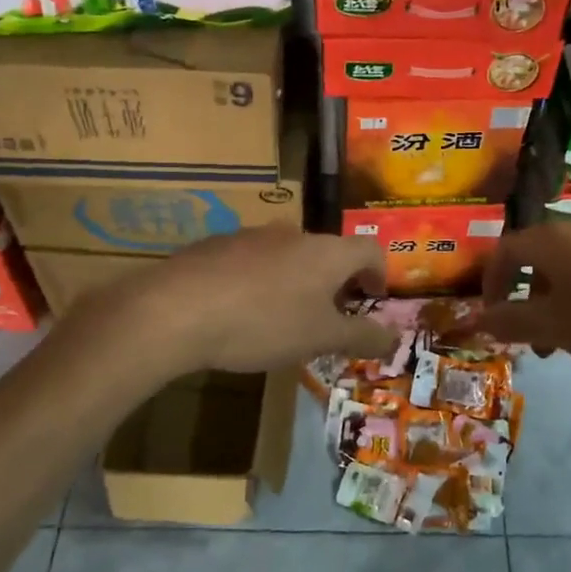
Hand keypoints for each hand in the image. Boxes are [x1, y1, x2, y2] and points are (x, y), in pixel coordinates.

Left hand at [89, 227, 399, 374]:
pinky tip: (240, 310)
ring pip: (288, 255)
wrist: (176, 309)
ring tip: (282, 318)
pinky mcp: (216, 245)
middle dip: (334, 282)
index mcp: (326, 251)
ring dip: (296, 281)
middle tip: (328, 316)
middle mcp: (293, 233)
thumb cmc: (263, 323)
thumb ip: (361, 336)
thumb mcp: (320, 338)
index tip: (372, 299)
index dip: (379, 274)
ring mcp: (251, 235)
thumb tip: (394, 337)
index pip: (370, 249)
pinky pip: (251, 260)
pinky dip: (259, 281)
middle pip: (328, 252)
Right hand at [478, 218, 570, 384]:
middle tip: (535, 344)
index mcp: (554, 239)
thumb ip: (511, 321)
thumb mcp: (558, 328)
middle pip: (540, 262)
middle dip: (530, 304)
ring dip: (562, 309)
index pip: (504, 251)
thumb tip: (476, 318)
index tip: (494, 319)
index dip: (491, 285)